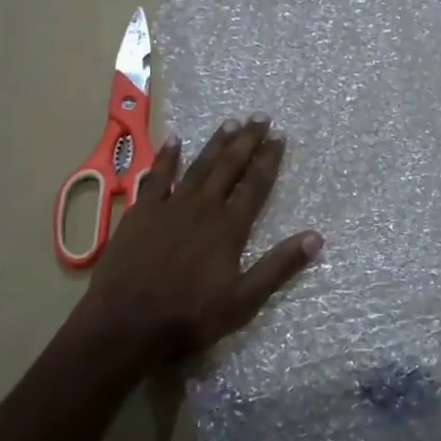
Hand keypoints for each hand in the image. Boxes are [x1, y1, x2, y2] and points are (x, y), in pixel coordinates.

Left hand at [77, 116, 321, 368]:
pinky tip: (174, 140)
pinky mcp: (141, 212)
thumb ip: (278, 267)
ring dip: (215, 143)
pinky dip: (167, 158)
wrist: (124, 323)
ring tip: (230, 122)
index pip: (256, 185)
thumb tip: (315, 237)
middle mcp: (203, 208)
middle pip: (229, 166)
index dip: (269, 159)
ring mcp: (169, 207)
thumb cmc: (188, 317)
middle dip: (247, 140)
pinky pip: (156, 177)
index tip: (280, 136)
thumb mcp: (243, 301)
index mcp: (229, 228)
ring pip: (198, 166)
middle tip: (260, 117)